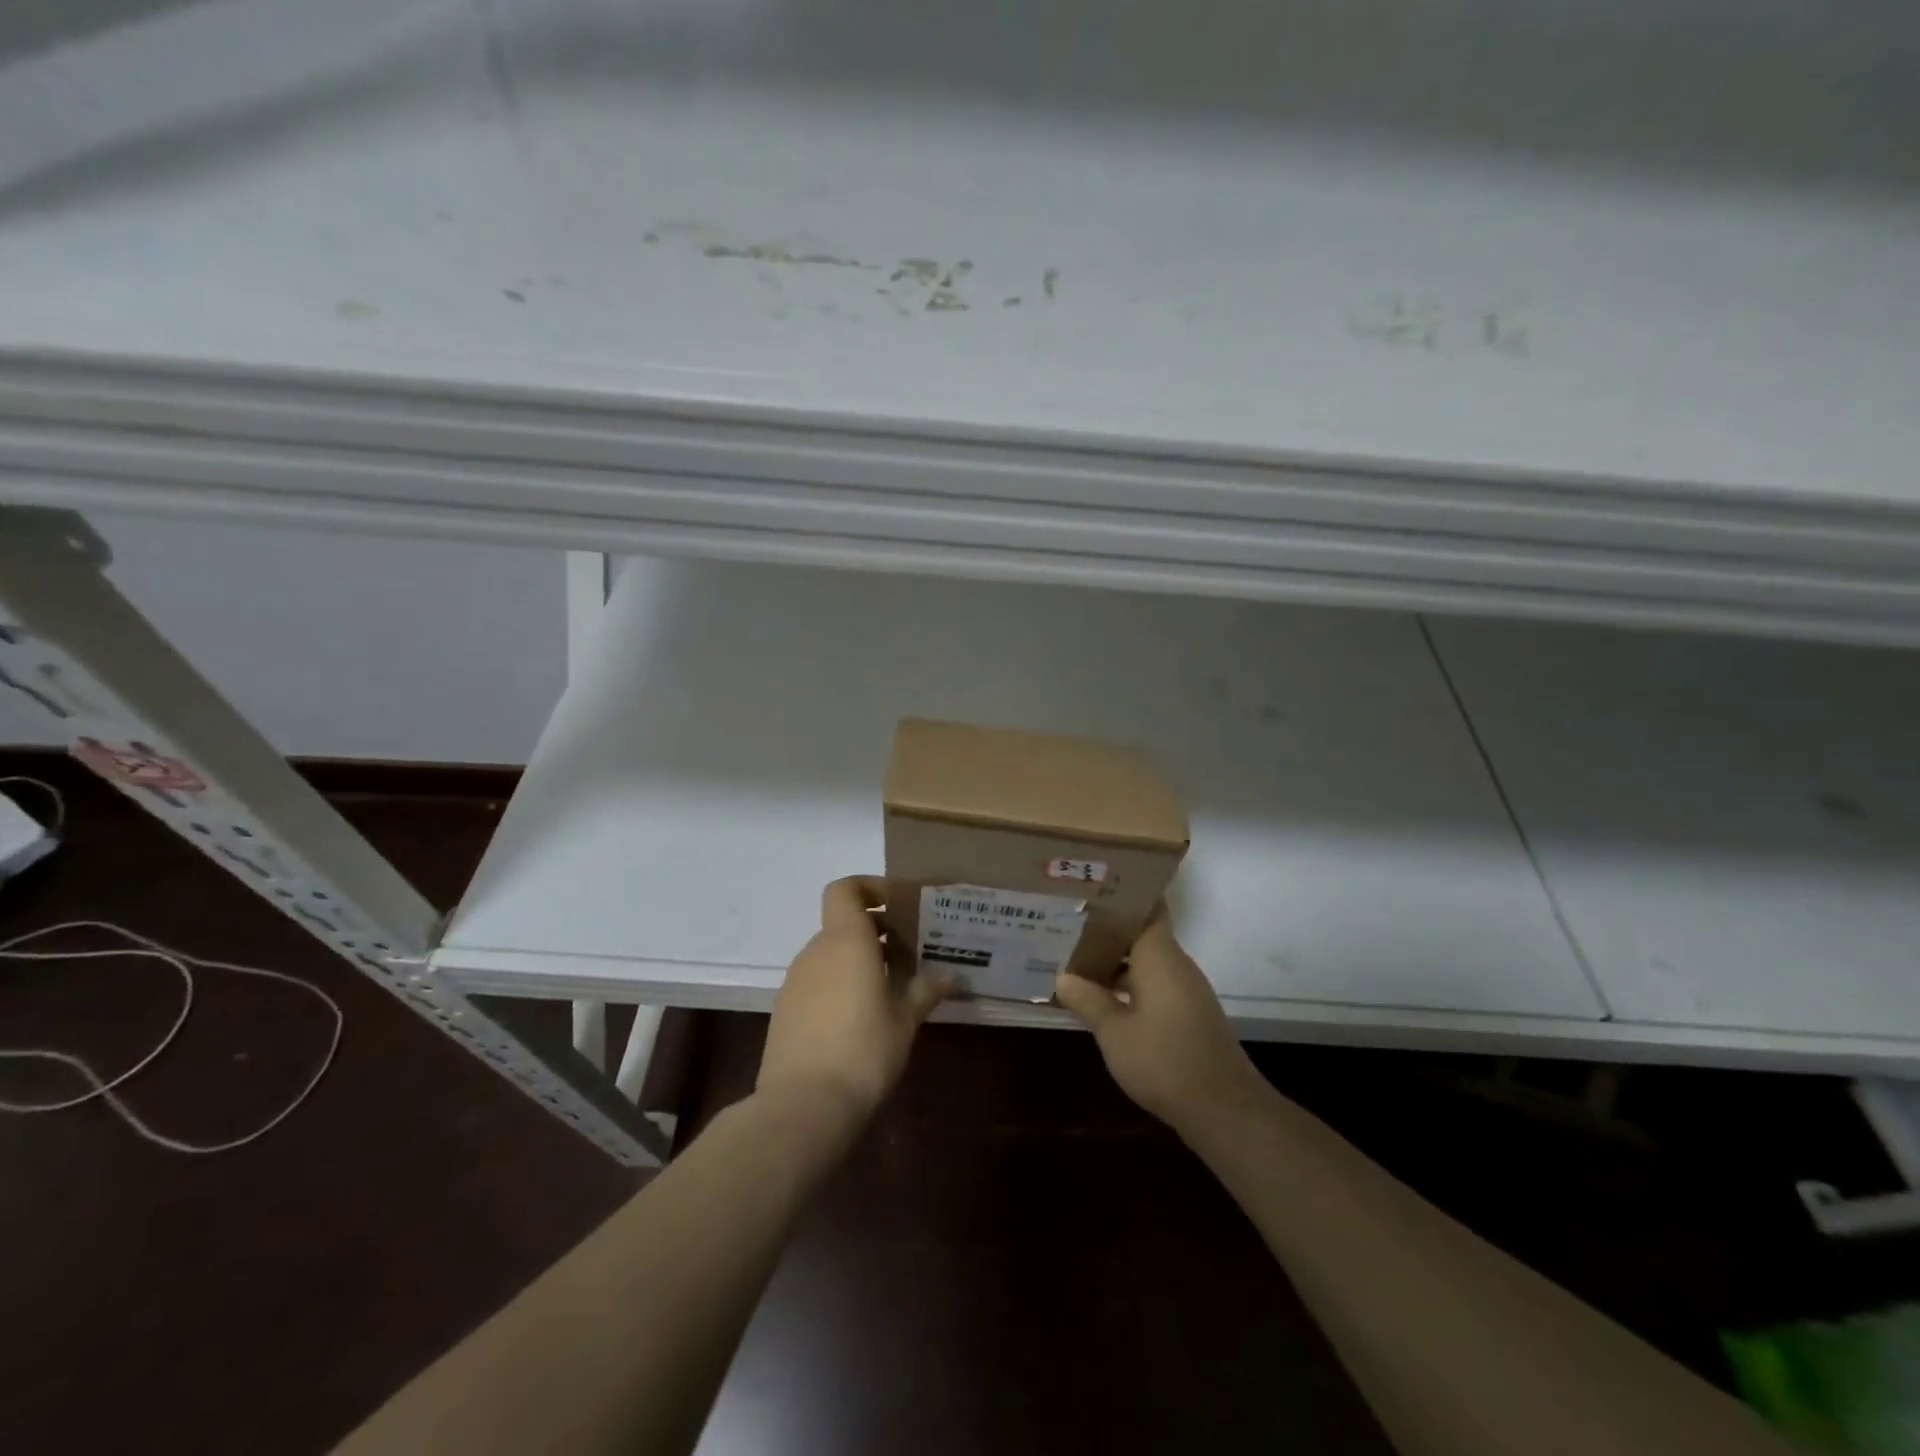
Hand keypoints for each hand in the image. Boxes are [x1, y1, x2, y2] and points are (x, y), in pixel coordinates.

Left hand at [758, 877, 955, 1127]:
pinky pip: (817, 981)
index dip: (869, 887)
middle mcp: (816, 951)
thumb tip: (952, 978)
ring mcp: (795, 981)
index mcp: (845, 940)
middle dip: (875, 932)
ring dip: (858, 961)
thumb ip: (925, 991)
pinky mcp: (785, 1010)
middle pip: (843, 923)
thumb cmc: (863, 1050)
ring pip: (830, 954)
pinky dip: (839, 985)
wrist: (802, 1105)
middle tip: (907, 954)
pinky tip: (860, 1019)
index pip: (844, 889)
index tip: (897, 905)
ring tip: (889, 989)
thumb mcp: (904, 1020)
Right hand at [1054, 908, 1268, 1133]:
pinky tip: (1102, 995)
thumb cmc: (1164, 1060)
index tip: (1092, 888)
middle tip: (1068, 922)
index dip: (1123, 894)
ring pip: (1146, 960)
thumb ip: (1088, 1000)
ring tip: (1076, 956)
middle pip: (1142, 933)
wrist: (1223, 1109)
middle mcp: (1176, 964)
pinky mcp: (1188, 1013)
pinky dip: (1129, 982)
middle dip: (1108, 928)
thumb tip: (1063, 977)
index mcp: (1160, 956)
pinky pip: (1154, 983)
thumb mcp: (1114, 1032)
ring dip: (1116, 959)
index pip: (1148, 907)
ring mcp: (1185, 990)